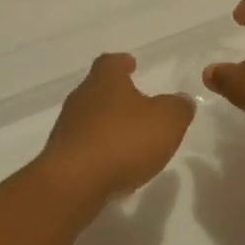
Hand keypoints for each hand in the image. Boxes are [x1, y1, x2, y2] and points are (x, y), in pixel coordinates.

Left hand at [38, 53, 194, 201]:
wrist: (74, 182)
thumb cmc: (123, 140)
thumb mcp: (167, 120)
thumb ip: (178, 107)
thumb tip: (181, 100)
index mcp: (104, 81)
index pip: (110, 62)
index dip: (122, 63)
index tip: (131, 65)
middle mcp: (81, 98)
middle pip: (98, 89)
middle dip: (117, 96)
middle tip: (137, 105)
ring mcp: (67, 128)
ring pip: (90, 119)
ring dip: (108, 125)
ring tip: (130, 139)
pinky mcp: (62, 156)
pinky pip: (85, 146)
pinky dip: (100, 150)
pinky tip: (115, 165)